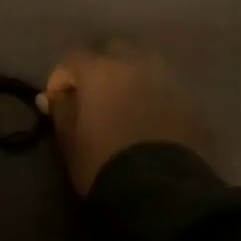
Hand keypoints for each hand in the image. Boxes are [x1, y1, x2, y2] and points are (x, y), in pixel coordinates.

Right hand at [39, 41, 205, 194]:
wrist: (160, 191)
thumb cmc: (103, 163)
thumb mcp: (70, 140)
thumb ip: (60, 110)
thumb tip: (50, 96)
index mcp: (100, 69)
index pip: (73, 58)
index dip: (62, 77)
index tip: (58, 101)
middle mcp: (135, 63)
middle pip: (113, 49)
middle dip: (99, 66)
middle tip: (93, 95)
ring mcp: (168, 78)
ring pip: (144, 63)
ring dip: (131, 76)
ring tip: (125, 102)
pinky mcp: (191, 100)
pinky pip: (166, 86)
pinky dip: (155, 94)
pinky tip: (150, 117)